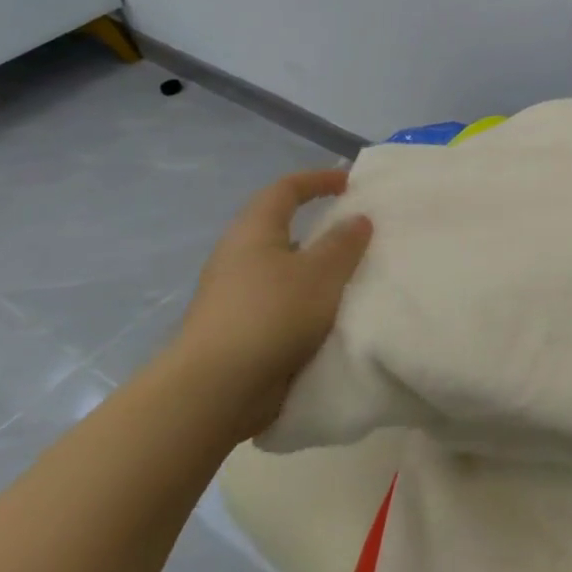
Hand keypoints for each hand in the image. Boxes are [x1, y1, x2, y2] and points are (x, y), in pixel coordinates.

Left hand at [169, 169, 371, 442]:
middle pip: (281, 229)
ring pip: (282, 270)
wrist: (213, 392)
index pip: (285, 190)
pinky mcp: (237, 331)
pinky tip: (331, 317)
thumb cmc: (270, 315)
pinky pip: (280, 303)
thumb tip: (357, 218)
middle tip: (357, 233)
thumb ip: (344, 243)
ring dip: (315, 270)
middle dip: (319, 228)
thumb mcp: (321, 273)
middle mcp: (238, 258)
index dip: (317, 180)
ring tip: (353, 277)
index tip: (350, 183)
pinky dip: (306, 302)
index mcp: (253, 232)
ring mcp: (234, 297)